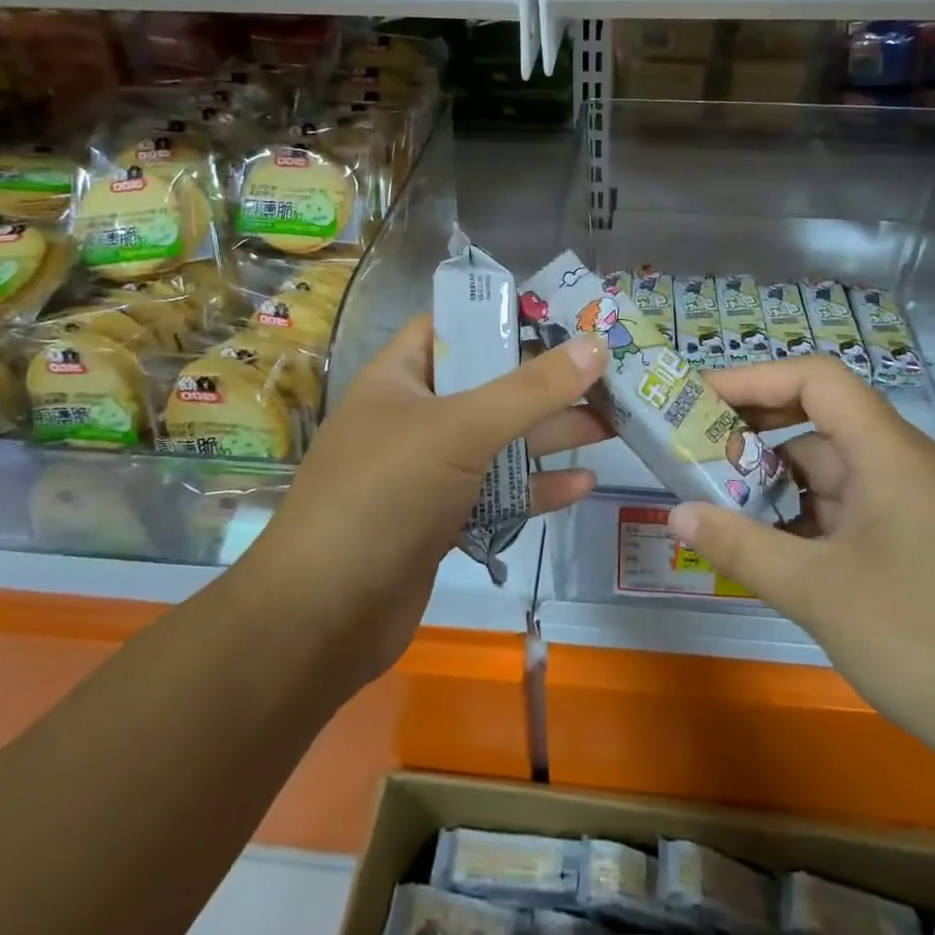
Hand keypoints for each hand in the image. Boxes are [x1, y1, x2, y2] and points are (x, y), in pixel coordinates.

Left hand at [241, 315, 609, 693]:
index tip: (565, 316)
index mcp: (401, 377)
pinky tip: (582, 485)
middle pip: (489, 385)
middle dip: (545, 382)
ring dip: (550, 434)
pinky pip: (496, 493)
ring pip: (498, 442)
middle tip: (606, 376)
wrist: (322, 619)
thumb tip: (595, 345)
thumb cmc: (385, 495)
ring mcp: (428, 472)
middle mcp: (414, 417)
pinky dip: (535, 488)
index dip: (505, 315)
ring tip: (611, 425)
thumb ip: (531, 390)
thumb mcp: (461, 430)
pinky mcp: (442, 520)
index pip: (454, 325)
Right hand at [670, 357, 934, 768]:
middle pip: (818, 423)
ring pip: (829, 474)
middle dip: (753, 435)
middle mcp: (902, 465)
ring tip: (715, 508)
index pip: (816, 380)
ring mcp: (913, 507)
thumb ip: (741, 547)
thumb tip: (677, 513)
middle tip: (692, 456)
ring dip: (774, 487)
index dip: (753, 379)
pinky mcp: (919, 545)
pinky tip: (768, 552)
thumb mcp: (819, 593)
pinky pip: (847, 513)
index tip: (698, 400)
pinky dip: (803, 522)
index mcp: (888, 452)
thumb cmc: (930, 642)